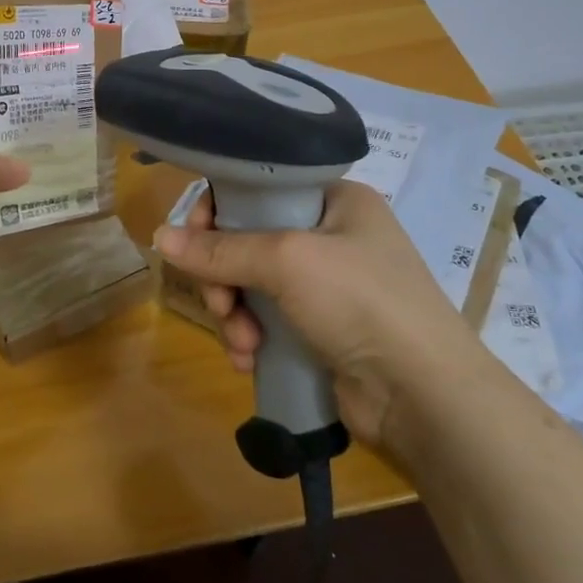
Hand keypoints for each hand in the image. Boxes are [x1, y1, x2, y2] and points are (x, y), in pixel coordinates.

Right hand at [152, 180, 481, 447]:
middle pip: (248, 241)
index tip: (193, 241)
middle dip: (225, 277)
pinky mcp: (321, 330)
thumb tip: (158, 237)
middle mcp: (331, 236)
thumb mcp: (287, 262)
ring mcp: (327, 287)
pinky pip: (266, 321)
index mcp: (335, 200)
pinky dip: (251, 338)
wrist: (424, 395)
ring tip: (242, 343)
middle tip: (222, 303)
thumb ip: (219, 249)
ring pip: (251, 285)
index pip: (259, 187)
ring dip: (234, 314)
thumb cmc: (360, 302)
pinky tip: (249, 360)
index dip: (219, 210)